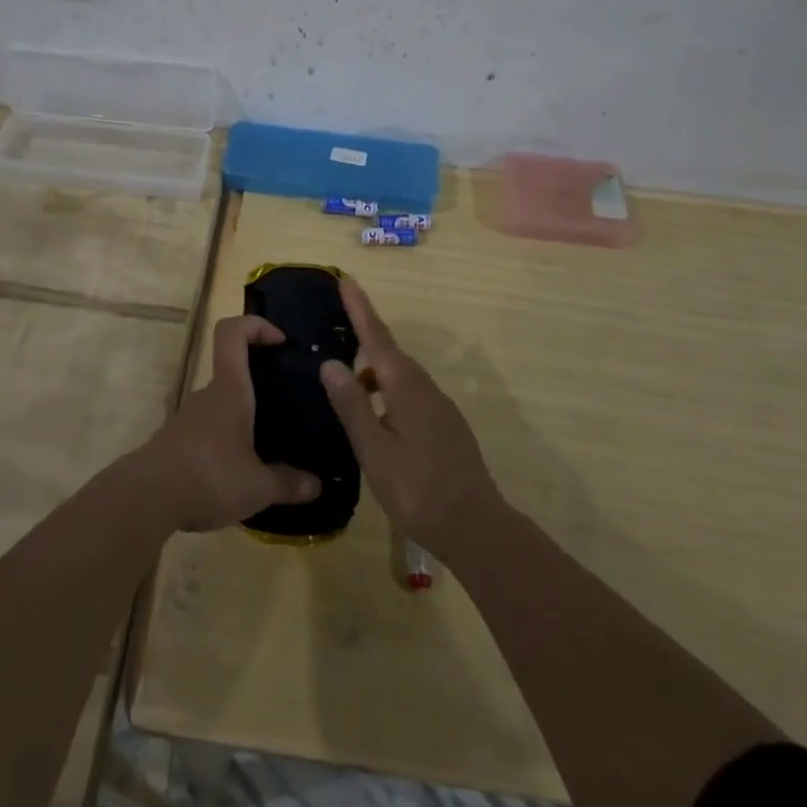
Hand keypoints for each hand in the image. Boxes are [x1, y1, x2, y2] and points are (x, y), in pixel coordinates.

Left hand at [142, 315, 321, 531]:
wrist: (144, 499)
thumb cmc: (207, 476)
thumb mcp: (256, 487)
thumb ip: (288, 484)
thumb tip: (317, 485)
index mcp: (229, 390)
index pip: (232, 333)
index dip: (256, 325)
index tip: (280, 342)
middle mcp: (207, 395)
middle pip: (231, 370)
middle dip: (258, 382)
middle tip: (286, 405)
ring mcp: (187, 417)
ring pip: (220, 404)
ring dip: (241, 417)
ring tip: (267, 446)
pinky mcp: (175, 441)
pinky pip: (207, 430)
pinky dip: (224, 441)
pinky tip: (237, 472)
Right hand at [320, 278, 503, 558]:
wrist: (475, 527)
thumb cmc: (417, 489)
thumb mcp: (374, 450)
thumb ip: (351, 406)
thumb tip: (330, 363)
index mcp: (405, 387)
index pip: (376, 337)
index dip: (360, 308)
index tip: (345, 279)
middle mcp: (425, 388)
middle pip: (389, 352)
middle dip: (364, 334)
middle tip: (338, 325)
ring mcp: (439, 407)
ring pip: (400, 376)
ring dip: (373, 370)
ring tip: (347, 380)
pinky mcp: (445, 426)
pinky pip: (410, 394)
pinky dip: (387, 391)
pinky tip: (375, 414)